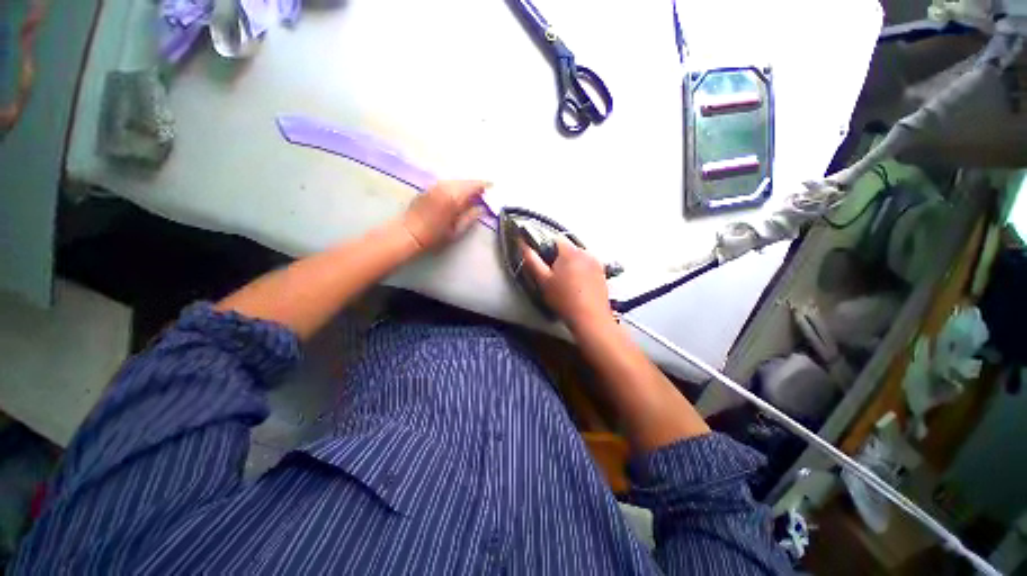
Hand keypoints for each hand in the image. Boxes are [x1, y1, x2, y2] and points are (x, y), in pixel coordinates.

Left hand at [401, 180, 486, 249]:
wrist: (408, 233)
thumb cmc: (434, 236)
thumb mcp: (456, 230)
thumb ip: (470, 217)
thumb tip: (481, 208)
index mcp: (454, 197)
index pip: (474, 186)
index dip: (484, 186)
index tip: (493, 188)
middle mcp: (445, 187)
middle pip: (465, 181)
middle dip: (475, 186)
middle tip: (484, 193)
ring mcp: (436, 186)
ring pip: (456, 181)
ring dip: (465, 186)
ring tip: (472, 195)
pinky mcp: (429, 188)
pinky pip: (447, 184)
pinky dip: (456, 187)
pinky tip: (458, 196)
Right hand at [522, 237, 612, 330]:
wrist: (590, 319)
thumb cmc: (564, 299)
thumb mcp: (543, 281)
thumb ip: (532, 260)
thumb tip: (523, 245)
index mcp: (570, 251)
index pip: (555, 239)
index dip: (545, 248)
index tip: (542, 264)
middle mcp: (586, 252)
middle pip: (567, 248)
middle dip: (558, 258)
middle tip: (552, 276)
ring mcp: (597, 263)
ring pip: (578, 258)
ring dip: (570, 265)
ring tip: (565, 283)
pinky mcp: (603, 274)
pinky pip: (587, 266)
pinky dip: (580, 272)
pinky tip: (577, 287)